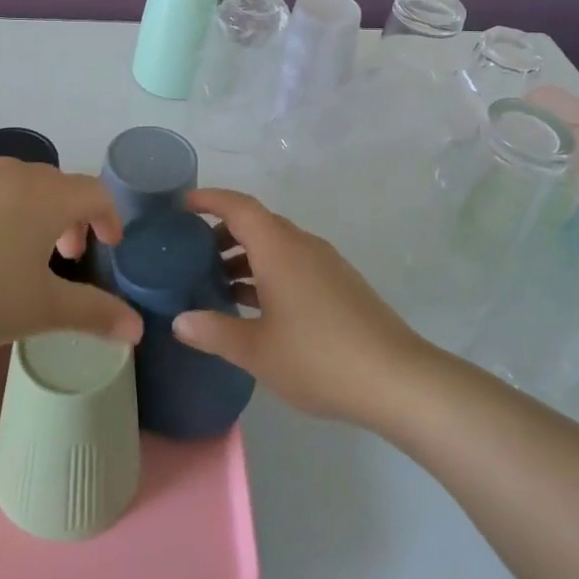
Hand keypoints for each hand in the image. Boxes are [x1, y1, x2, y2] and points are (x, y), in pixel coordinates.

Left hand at [0, 160, 141, 357]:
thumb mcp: (40, 309)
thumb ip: (93, 313)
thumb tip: (137, 327)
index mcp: (48, 196)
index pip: (95, 193)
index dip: (108, 218)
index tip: (108, 245)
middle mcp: (15, 174)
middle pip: (58, 186)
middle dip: (70, 218)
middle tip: (65, 255)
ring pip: (18, 186)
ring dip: (32, 213)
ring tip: (19, 254)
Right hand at [173, 188, 429, 427]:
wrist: (397, 379)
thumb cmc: (319, 358)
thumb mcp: (256, 350)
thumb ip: (214, 332)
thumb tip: (180, 320)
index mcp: (279, 248)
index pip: (238, 206)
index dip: (209, 199)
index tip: (182, 205)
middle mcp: (302, 245)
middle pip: (257, 223)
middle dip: (223, 233)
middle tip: (192, 255)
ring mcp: (325, 264)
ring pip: (277, 246)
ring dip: (246, 257)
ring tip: (218, 285)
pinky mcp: (340, 284)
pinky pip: (294, 264)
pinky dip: (268, 273)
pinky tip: (257, 308)